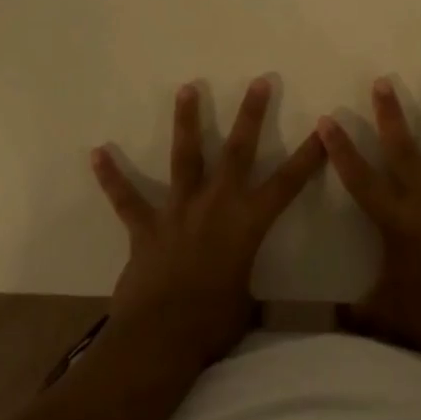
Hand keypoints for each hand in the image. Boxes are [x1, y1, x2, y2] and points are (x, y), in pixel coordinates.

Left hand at [91, 77, 324, 367]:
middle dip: (251, 115)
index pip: (287, 184)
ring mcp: (178, 211)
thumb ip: (255, 295)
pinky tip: (97, 153)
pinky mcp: (145, 226)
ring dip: (187, 121)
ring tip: (187, 87)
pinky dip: (112, 177)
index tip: (323, 128)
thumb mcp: (247, 308)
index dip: (308, 157)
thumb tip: (267, 308)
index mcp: (248, 224)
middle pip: (238, 152)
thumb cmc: (213, 325)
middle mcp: (216, 205)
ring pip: (185, 157)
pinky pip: (126, 198)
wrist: (161, 337)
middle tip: (260, 82)